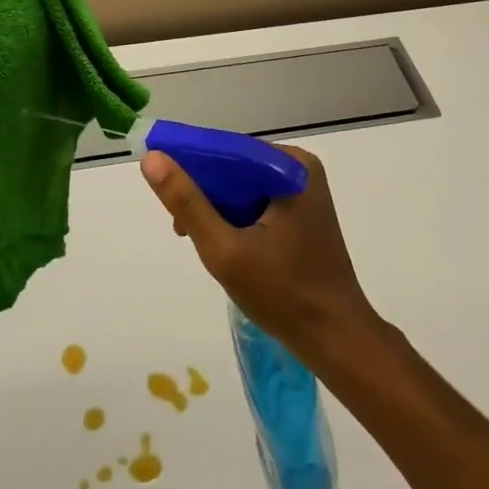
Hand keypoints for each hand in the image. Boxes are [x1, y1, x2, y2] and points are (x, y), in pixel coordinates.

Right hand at [140, 145, 382, 370]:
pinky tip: (224, 244)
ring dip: (218, 208)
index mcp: (291, 166)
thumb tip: (152, 158)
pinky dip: (237, 217)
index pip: (228, 150)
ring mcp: (305, 190)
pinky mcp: (304, 212)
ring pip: (245, 186)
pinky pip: (259, 201)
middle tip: (180, 227)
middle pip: (237, 167)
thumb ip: (187, 203)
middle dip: (205, 193)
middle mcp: (301, 168)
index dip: (192, 165)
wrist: (336, 338)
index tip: (165, 192)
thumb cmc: (282, 294)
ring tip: (197, 239)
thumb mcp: (224, 249)